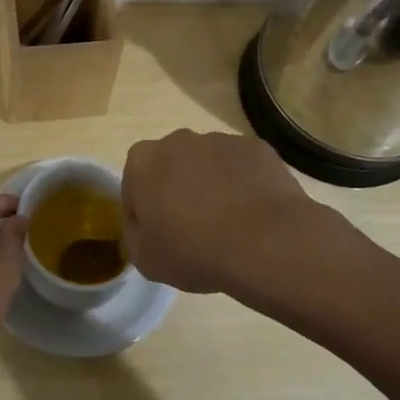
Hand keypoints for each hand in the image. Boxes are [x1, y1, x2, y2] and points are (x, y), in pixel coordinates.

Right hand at [122, 129, 320, 294]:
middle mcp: (178, 140)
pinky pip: (242, 167)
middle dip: (177, 191)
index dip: (144, 212)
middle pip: (171, 167)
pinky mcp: (255, 148)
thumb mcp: (145, 259)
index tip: (159, 236)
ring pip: (208, 164)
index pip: (134, 185)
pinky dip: (243, 185)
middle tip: (192, 229)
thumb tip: (143, 225)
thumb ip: (134, 234)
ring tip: (229, 224)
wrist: (265, 242)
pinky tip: (253, 215)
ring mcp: (220, 140)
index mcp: (143, 161)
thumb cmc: (194, 250)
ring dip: (212, 186)